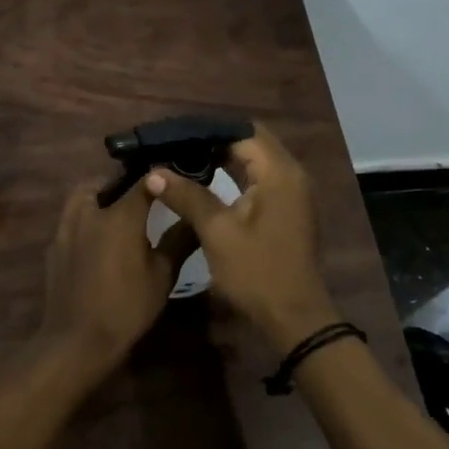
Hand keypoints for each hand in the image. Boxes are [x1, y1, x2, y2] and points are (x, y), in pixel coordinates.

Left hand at [38, 181, 195, 379]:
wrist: (77, 340)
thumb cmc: (126, 307)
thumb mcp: (162, 276)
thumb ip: (178, 241)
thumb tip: (196, 219)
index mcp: (120, 216)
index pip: (143, 182)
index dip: (159, 177)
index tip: (172, 178)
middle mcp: (90, 213)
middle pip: (102, 182)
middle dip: (120, 182)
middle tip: (138, 195)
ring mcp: (66, 229)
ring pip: (80, 198)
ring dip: (96, 197)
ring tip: (115, 213)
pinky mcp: (54, 247)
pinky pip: (70, 220)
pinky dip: (84, 220)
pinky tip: (96, 240)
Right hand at [143, 124, 339, 355]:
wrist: (293, 317)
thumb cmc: (256, 272)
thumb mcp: (217, 232)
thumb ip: (187, 196)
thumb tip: (154, 172)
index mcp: (279, 173)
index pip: (243, 132)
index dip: (208, 131)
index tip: (175, 135)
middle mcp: (291, 175)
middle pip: (251, 141)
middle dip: (215, 141)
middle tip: (177, 145)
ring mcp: (292, 193)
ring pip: (256, 160)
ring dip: (224, 157)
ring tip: (185, 158)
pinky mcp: (287, 209)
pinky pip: (260, 178)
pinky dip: (235, 174)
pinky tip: (207, 181)